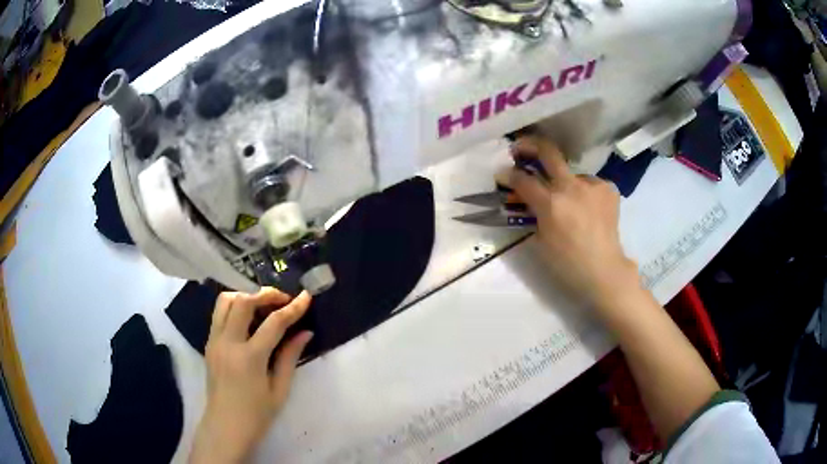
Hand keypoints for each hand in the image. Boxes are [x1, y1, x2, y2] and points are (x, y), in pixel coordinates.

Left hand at [190, 288, 312, 463]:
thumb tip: (305, 332)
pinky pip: (219, 314)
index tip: (306, 296)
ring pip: (225, 301)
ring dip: (245, 297)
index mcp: (249, 358)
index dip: (293, 308)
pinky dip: (234, 307)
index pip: (273, 323)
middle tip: (283, 300)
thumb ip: (290, 357)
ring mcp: (214, 341)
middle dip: (266, 295)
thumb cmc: (256, 415)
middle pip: (243, 301)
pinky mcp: (208, 343)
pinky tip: (249, 320)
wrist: (225, 427)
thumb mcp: (279, 390)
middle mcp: (228, 343)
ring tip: (263, 306)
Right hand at [510, 136, 639, 311]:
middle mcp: (571, 187)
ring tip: (568, 201)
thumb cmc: (567, 264)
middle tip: (520, 148)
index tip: (502, 174)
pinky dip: (583, 192)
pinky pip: (589, 183)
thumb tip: (526, 198)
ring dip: (564, 182)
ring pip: (571, 173)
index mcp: (551, 204)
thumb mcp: (540, 240)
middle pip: (548, 151)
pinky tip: (586, 207)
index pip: (522, 179)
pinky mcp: (608, 188)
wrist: (603, 270)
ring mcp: (593, 184)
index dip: (508, 175)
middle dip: (529, 145)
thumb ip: (532, 213)